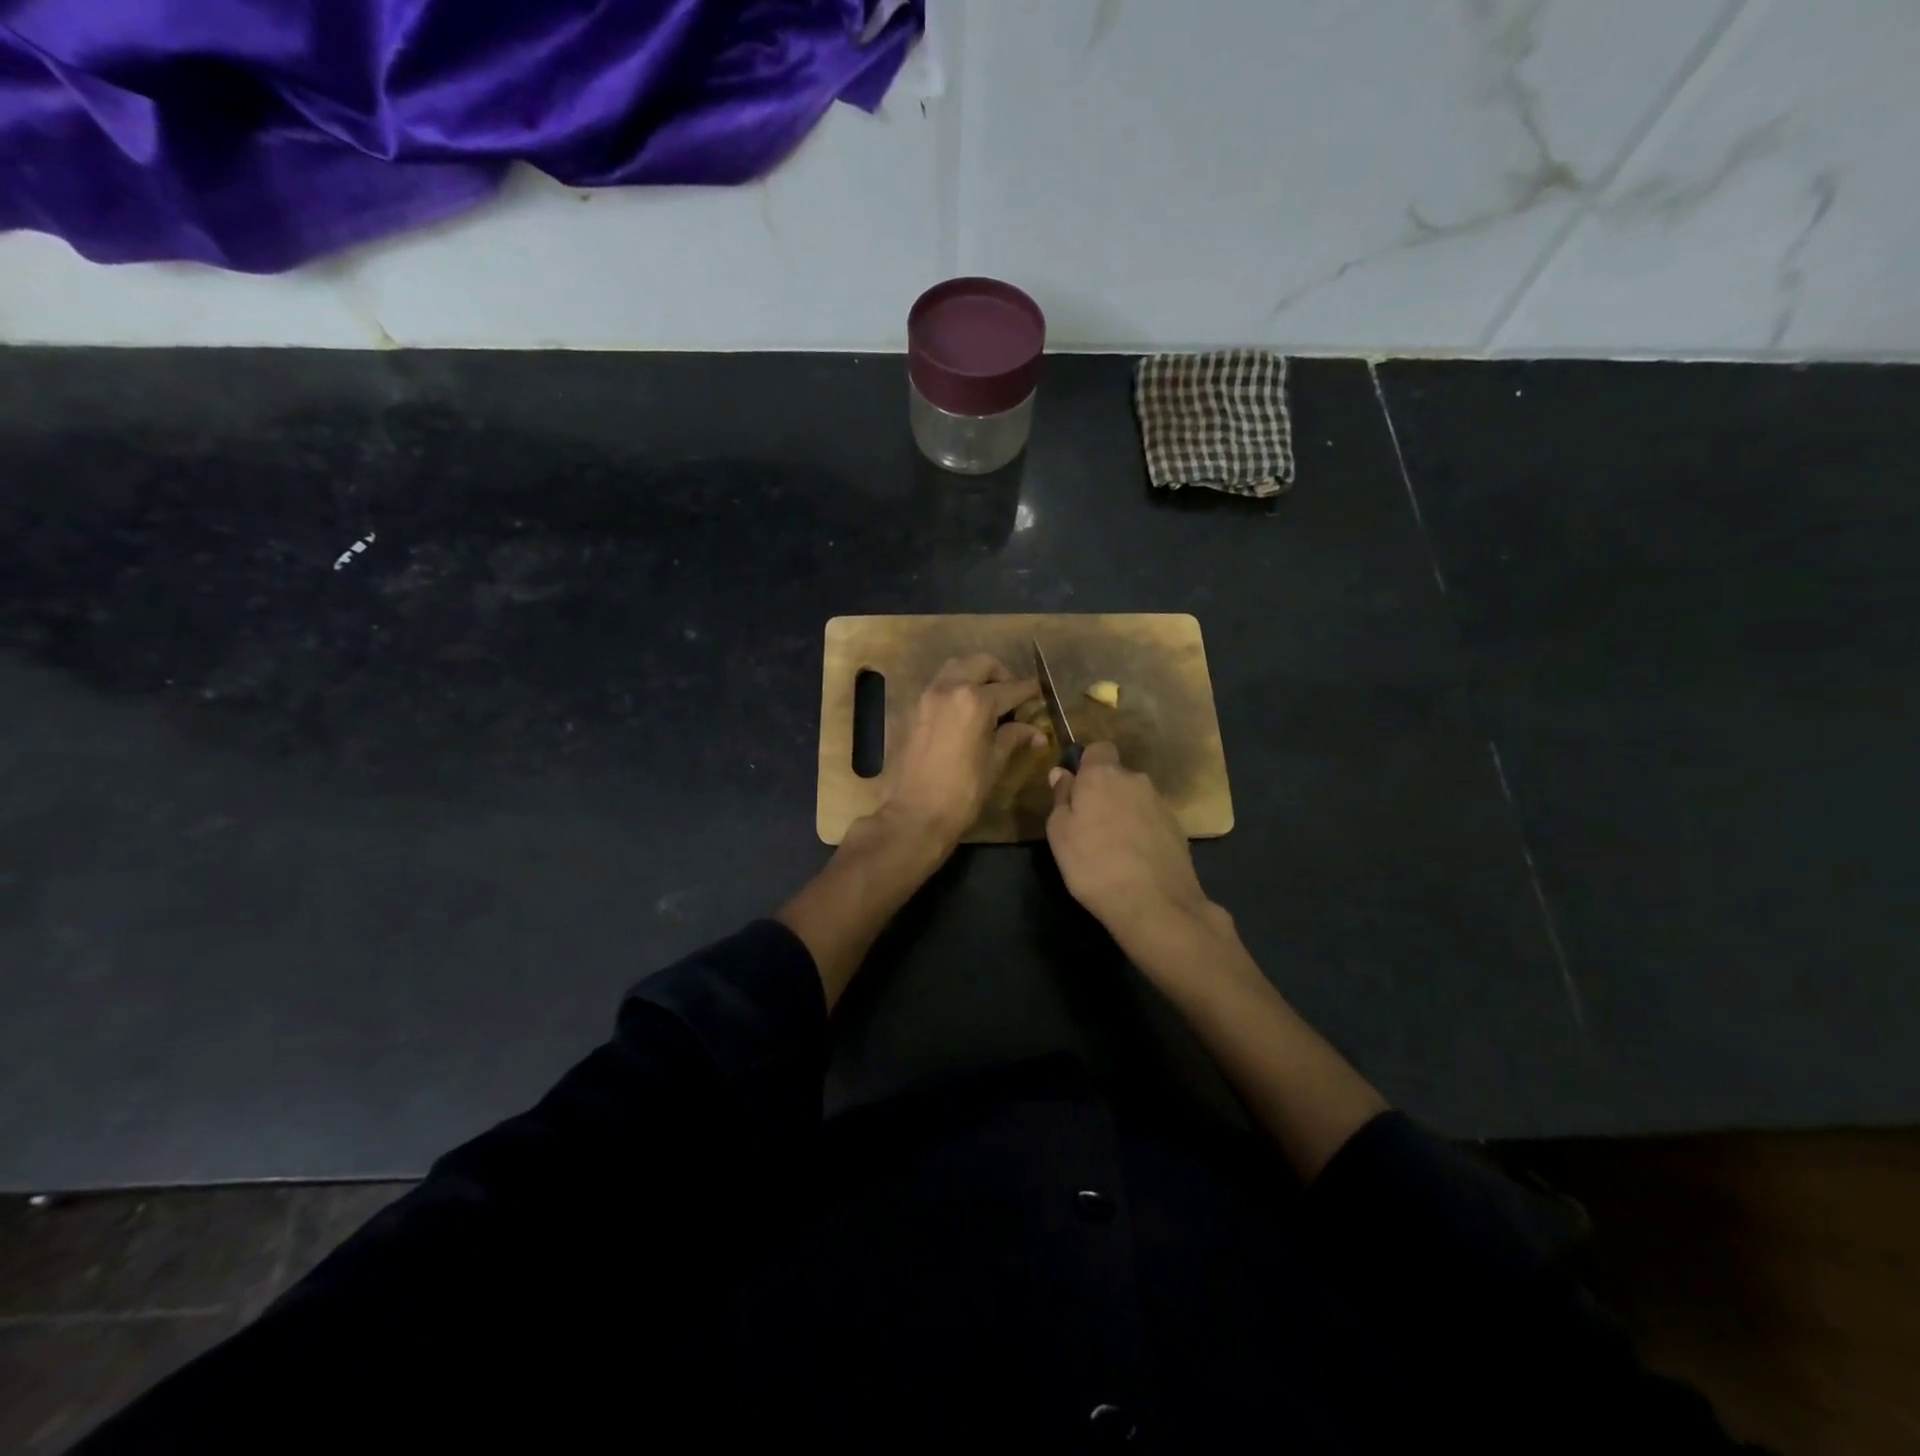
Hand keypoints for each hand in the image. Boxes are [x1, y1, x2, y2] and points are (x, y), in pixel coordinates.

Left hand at [881, 654, 1043, 847]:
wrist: (912, 815)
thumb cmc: (962, 793)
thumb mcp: (994, 764)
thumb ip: (1014, 738)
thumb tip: (1036, 732)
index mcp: (975, 701)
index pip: (1010, 688)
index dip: (1028, 691)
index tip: (1038, 694)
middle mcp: (949, 688)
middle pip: (981, 664)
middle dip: (1001, 674)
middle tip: (1011, 695)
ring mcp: (926, 696)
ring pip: (955, 668)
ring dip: (974, 675)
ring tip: (986, 699)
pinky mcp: (911, 709)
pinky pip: (937, 686)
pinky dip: (954, 688)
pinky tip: (962, 712)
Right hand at [1045, 742, 1217, 944]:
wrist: (1154, 904)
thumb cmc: (1093, 864)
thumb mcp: (1059, 833)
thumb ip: (1061, 798)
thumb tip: (1062, 773)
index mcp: (1103, 774)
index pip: (1098, 748)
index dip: (1086, 765)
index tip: (1076, 789)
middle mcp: (1135, 780)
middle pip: (1117, 776)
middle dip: (1105, 792)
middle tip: (1090, 825)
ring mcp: (1161, 803)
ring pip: (1135, 798)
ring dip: (1124, 813)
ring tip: (1114, 847)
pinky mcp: (1178, 828)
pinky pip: (1151, 820)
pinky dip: (1142, 832)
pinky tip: (1135, 859)